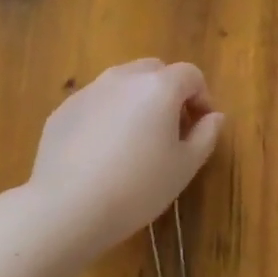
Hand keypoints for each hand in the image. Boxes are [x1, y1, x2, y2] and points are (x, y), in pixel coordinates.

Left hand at [27, 59, 225, 255]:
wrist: (68, 206)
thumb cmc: (138, 187)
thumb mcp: (184, 167)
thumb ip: (206, 135)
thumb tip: (214, 117)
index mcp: (159, 87)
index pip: (190, 74)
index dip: (202, 97)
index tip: (200, 126)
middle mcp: (123, 78)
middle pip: (154, 70)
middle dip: (168, 91)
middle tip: (171, 128)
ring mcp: (89, 91)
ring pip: (121, 83)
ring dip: (136, 100)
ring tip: (135, 139)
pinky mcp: (63, 110)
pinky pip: (95, 102)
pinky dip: (107, 114)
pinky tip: (102, 152)